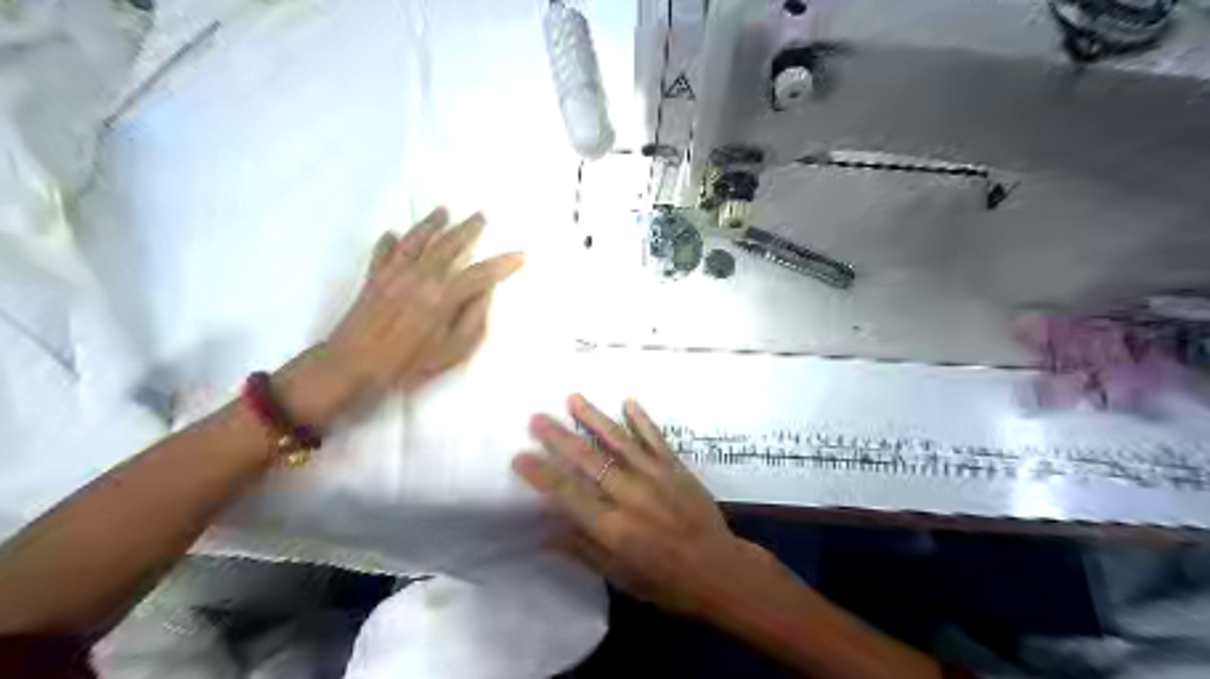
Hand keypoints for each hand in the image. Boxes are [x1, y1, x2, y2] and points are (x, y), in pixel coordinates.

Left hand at [277, 210, 525, 425]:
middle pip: (448, 245)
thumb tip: (484, 293)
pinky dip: (388, 241)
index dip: (503, 263)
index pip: (480, 274)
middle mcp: (419, 277)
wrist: (352, 367)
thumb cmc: (408, 365)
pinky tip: (392, 234)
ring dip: (431, 224)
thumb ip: (472, 320)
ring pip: (416, 240)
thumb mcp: (452, 352)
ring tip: (442, 211)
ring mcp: (393, 275)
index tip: (520, 254)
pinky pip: (382, 253)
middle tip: (480, 215)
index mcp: (442, 297)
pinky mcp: (372, 279)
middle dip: (467, 229)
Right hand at [512, 393, 775, 621]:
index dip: (542, 474)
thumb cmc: (665, 581)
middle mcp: (631, 496)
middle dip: (560, 438)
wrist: (719, 570)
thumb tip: (545, 528)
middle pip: (589, 461)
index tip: (520, 456)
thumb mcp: (620, 576)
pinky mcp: (676, 468)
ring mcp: (656, 477)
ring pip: (619, 442)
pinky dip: (641, 420)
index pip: (569, 494)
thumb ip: (583, 549)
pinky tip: (628, 401)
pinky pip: (655, 439)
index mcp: (614, 528)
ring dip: (594, 419)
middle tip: (537, 417)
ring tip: (573, 398)